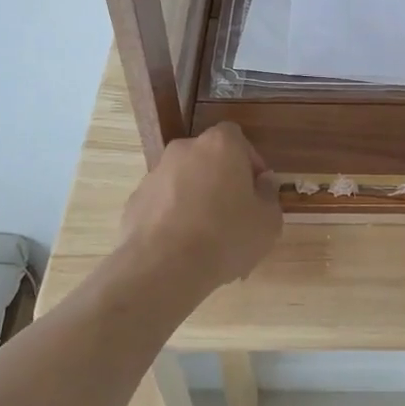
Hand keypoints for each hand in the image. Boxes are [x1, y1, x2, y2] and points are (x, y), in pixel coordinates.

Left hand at [119, 123, 282, 294]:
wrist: (164, 266)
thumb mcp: (268, 221)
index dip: (250, 162)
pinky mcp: (136, 200)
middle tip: (234, 214)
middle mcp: (184, 150)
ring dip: (197, 199)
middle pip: (209, 159)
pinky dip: (174, 216)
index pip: (238, 139)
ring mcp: (155, 174)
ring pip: (185, 181)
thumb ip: (269, 195)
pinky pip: (164, 203)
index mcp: (220, 145)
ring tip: (208, 238)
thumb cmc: (226, 236)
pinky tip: (183, 246)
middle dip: (222, 180)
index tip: (257, 190)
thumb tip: (263, 182)